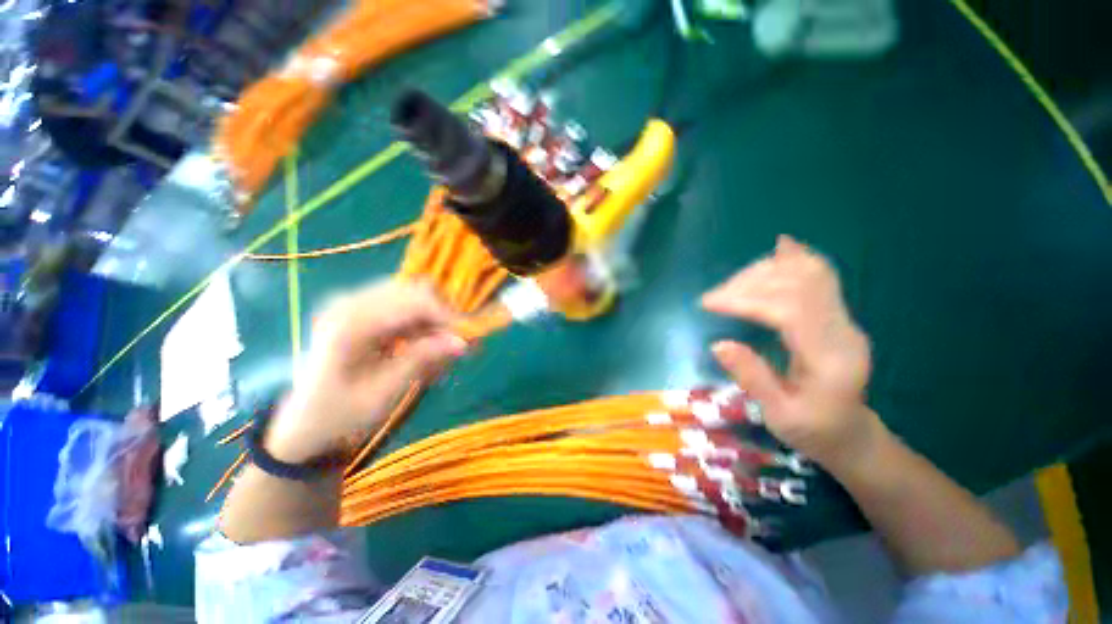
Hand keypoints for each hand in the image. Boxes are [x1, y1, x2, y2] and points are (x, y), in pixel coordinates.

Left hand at [266, 279, 467, 462]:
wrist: (306, 424)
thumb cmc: (340, 416)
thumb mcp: (383, 393)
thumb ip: (422, 361)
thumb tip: (463, 342)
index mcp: (348, 324)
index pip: (414, 302)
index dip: (447, 317)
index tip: (468, 341)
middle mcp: (350, 303)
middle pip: (416, 291)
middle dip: (442, 316)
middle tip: (457, 346)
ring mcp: (354, 304)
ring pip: (413, 296)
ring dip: (433, 319)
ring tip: (438, 349)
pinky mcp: (362, 310)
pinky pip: (404, 305)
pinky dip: (422, 323)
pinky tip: (421, 346)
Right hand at [702, 235, 879, 469]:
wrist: (852, 435)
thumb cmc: (813, 431)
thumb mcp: (779, 415)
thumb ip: (752, 377)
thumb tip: (718, 344)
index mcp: (830, 359)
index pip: (789, 309)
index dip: (745, 299)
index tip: (708, 304)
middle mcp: (843, 330)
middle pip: (798, 284)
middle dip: (748, 284)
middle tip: (713, 298)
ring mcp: (844, 318)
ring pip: (808, 274)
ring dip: (763, 271)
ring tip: (730, 285)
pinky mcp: (837, 315)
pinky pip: (820, 276)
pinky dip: (797, 259)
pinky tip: (782, 247)